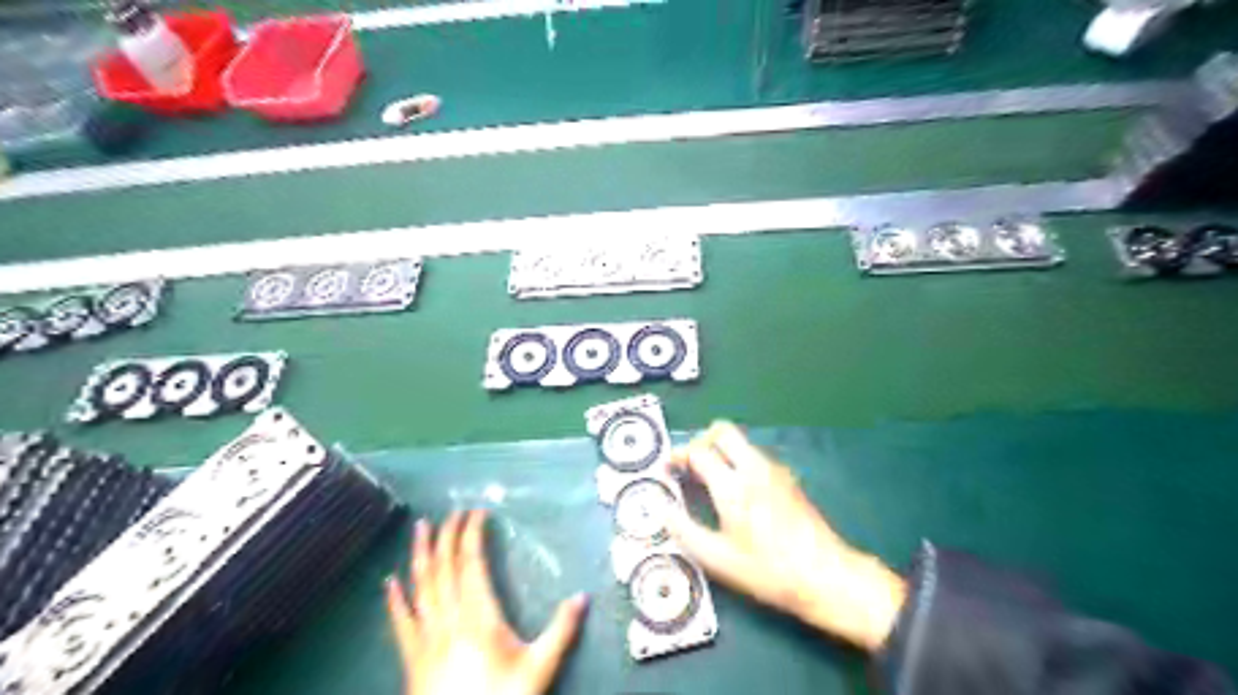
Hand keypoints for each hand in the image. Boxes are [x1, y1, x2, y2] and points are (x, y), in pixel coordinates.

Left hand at [385, 511, 586, 694]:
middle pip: (443, 569)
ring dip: (420, 555)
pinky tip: (389, 582)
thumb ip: (561, 631)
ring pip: (420, 587)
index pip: (471, 565)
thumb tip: (583, 597)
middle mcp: (448, 621)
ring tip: (420, 528)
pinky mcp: (412, 659)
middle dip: (447, 536)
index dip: (472, 535)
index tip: (478, 513)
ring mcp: (426, 639)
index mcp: (479, 618)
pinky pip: (400, 622)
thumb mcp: (539, 669)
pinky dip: (394, 599)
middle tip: (453, 511)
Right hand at [667, 420, 906, 652]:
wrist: (825, 575)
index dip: (677, 456)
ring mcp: (774, 470)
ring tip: (709, 480)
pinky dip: (738, 461)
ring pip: (740, 442)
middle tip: (690, 464)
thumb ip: (685, 531)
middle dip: (701, 440)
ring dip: (720, 451)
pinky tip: (737, 491)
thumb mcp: (718, 559)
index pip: (698, 451)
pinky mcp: (787, 478)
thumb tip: (664, 510)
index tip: (668, 469)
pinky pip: (754, 456)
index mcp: (733, 485)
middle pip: (722, 431)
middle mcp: (754, 467)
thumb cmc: (768, 570)